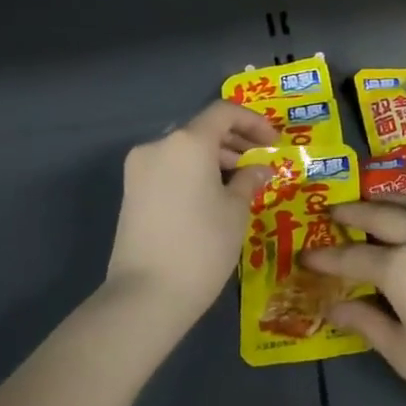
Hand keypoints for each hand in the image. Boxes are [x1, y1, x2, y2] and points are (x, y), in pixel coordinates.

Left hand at [106, 102, 279, 320]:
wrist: (147, 293)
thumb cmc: (202, 246)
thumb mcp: (236, 211)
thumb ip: (249, 180)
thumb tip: (260, 168)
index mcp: (187, 142)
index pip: (224, 112)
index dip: (253, 122)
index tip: (274, 143)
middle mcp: (158, 145)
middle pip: (202, 129)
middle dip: (235, 142)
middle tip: (261, 164)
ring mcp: (139, 168)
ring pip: (184, 149)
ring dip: (214, 158)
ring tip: (241, 184)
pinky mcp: (131, 191)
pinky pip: (170, 168)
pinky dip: (194, 172)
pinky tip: (213, 196)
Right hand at [301, 190, 405, 405]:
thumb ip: (368, 324)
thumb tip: (334, 307)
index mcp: (399, 269)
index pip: (351, 257)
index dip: (325, 257)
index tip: (305, 255)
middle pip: (379, 215)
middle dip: (352, 212)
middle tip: (333, 213)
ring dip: (387, 198)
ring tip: (372, 201)